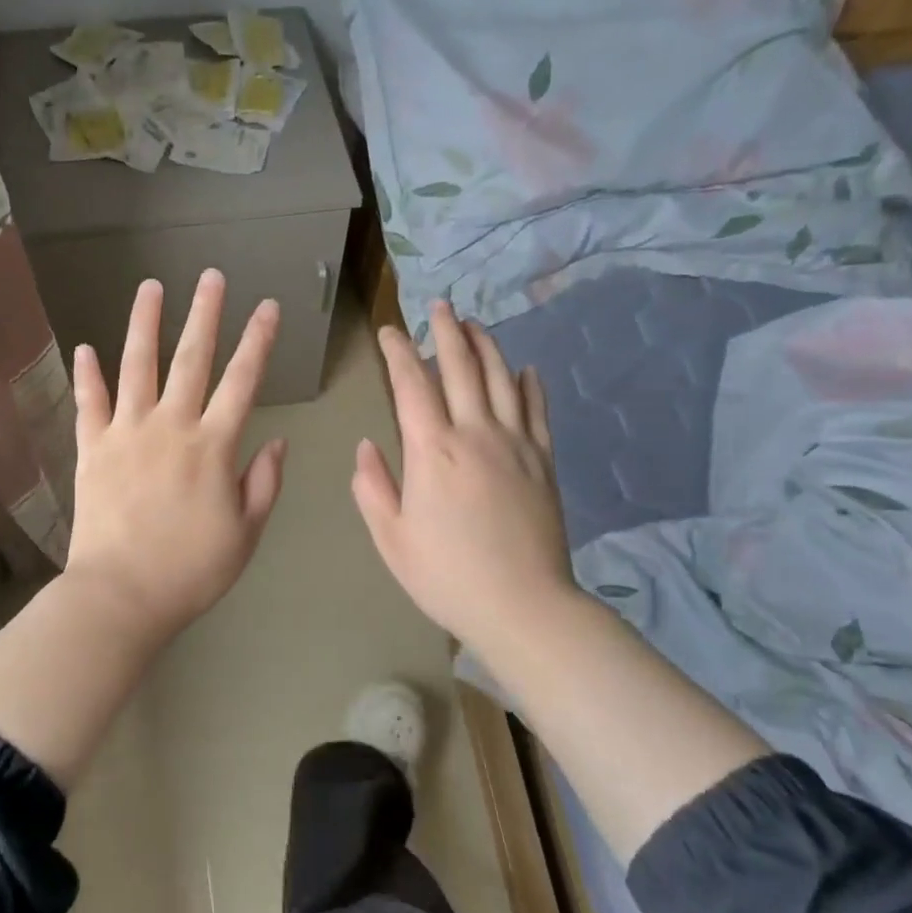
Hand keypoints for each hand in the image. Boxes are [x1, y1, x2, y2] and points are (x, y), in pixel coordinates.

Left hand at [64, 270, 287, 634]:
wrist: (121, 595)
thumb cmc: (191, 570)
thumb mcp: (245, 534)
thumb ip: (264, 483)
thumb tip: (277, 441)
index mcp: (213, 446)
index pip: (243, 382)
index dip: (258, 342)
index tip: (268, 308)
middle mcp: (171, 426)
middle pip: (192, 359)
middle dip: (205, 314)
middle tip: (211, 276)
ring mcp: (126, 433)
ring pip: (137, 366)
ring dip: (145, 324)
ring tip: (150, 287)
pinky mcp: (92, 449)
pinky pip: (89, 404)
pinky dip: (87, 375)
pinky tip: (85, 347)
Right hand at [353, 299, 577, 647]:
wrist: (523, 606)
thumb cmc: (447, 575)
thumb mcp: (391, 537)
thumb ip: (372, 487)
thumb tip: (367, 447)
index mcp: (432, 451)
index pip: (411, 384)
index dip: (398, 352)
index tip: (389, 331)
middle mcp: (475, 434)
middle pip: (461, 367)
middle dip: (447, 331)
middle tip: (440, 306)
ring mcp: (516, 444)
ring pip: (501, 379)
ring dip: (486, 346)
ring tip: (475, 324)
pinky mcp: (543, 461)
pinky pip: (537, 410)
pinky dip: (530, 384)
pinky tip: (526, 369)